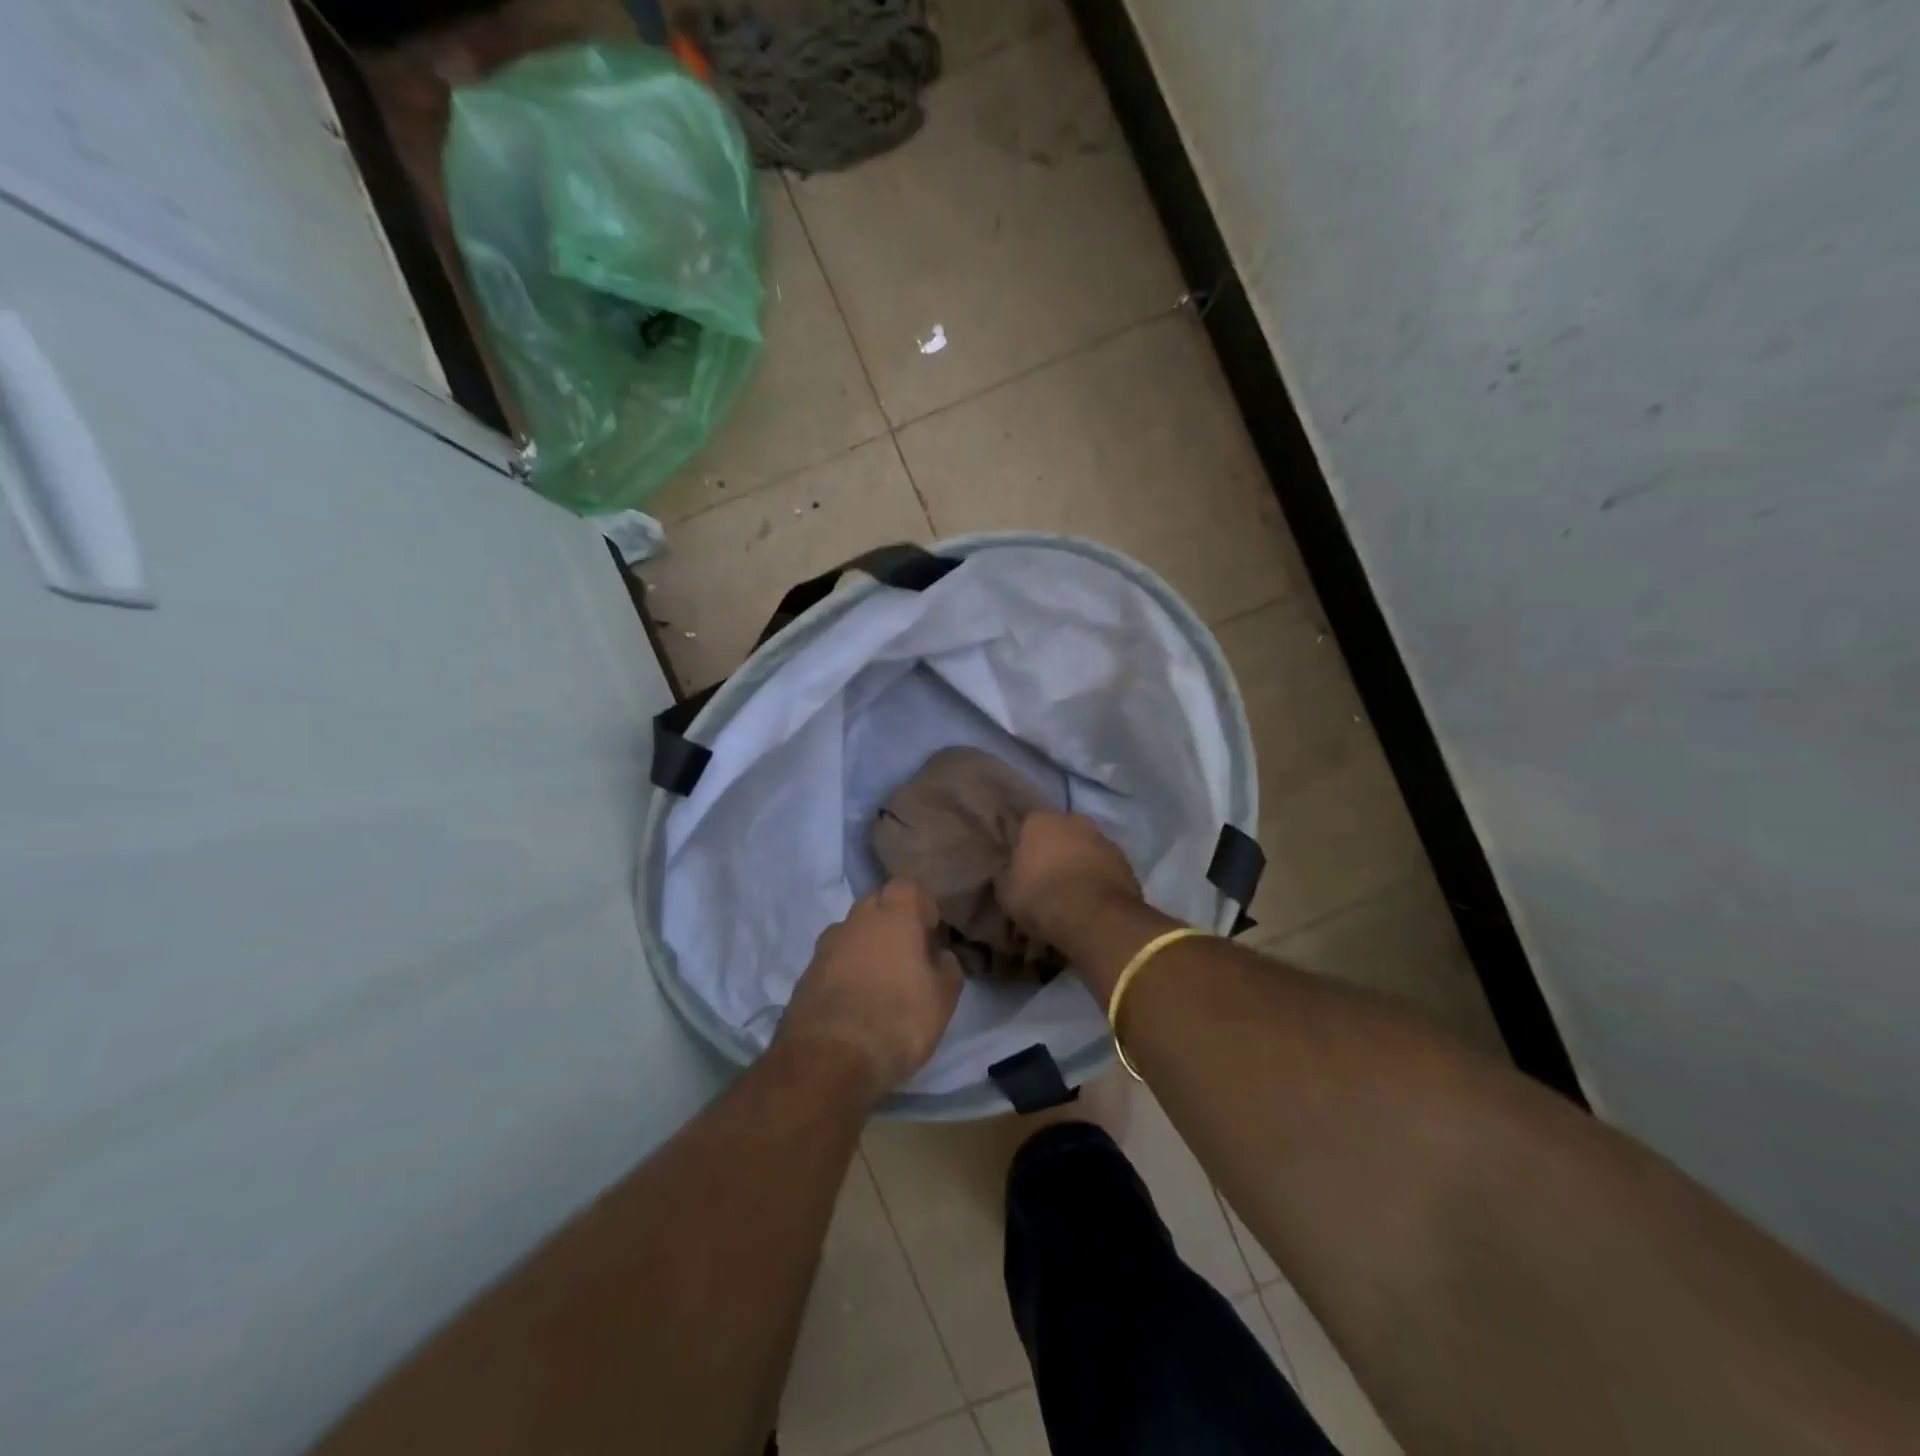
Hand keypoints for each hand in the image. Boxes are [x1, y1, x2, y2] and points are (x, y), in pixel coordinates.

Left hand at [774, 880, 963, 1103]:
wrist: (827, 1060)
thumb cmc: (897, 1020)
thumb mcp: (942, 1000)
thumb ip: (948, 970)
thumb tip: (941, 956)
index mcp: (894, 915)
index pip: (907, 886)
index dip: (920, 905)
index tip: (930, 931)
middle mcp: (856, 920)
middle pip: (876, 905)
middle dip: (892, 922)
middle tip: (908, 956)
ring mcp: (826, 946)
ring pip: (852, 933)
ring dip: (866, 947)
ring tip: (881, 983)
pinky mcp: (805, 975)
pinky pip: (833, 961)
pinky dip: (845, 972)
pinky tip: (855, 1003)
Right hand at [999, 812, 1143, 945]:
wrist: (1092, 915)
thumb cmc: (1040, 897)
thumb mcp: (1007, 892)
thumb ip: (1010, 875)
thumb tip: (1012, 874)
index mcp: (1038, 822)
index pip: (1026, 828)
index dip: (1025, 848)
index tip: (1023, 867)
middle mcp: (1072, 820)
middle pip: (1061, 832)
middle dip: (1056, 850)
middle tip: (1049, 877)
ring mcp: (1102, 838)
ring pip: (1086, 847)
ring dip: (1081, 862)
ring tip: (1074, 891)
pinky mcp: (1125, 860)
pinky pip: (1106, 866)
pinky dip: (1100, 877)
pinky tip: (1094, 899)